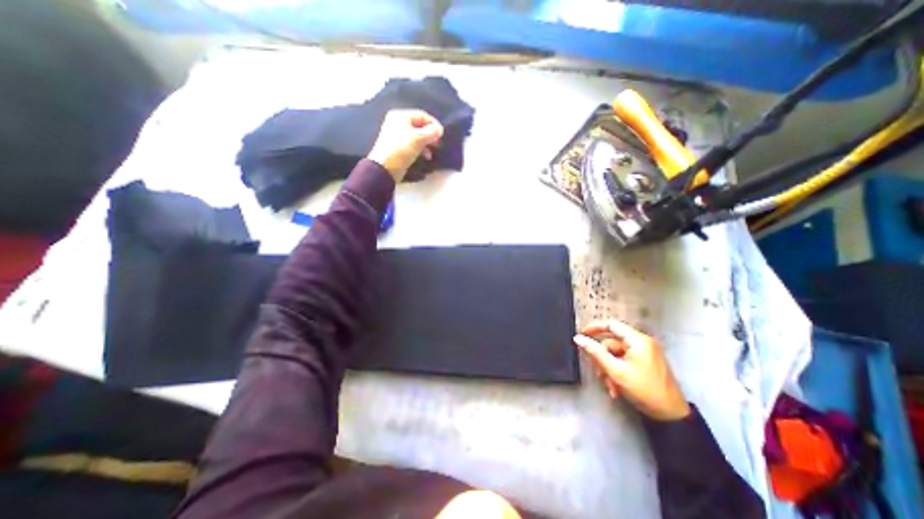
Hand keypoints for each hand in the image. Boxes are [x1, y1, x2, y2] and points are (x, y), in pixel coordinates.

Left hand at [367, 109, 440, 182]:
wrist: (385, 167)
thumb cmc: (402, 149)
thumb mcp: (419, 139)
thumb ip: (431, 132)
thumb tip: (439, 130)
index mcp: (401, 116)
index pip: (422, 115)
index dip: (433, 124)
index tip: (442, 135)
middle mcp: (397, 122)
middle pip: (419, 126)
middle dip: (430, 135)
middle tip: (438, 144)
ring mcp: (396, 135)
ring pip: (416, 136)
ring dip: (426, 144)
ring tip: (431, 153)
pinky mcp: (397, 147)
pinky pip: (412, 144)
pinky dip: (420, 149)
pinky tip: (425, 157)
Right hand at [575, 315, 688, 420]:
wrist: (672, 416)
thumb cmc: (644, 390)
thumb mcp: (615, 371)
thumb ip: (595, 352)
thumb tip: (578, 339)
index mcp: (638, 340)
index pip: (611, 325)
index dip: (594, 327)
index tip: (582, 334)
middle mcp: (643, 343)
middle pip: (612, 343)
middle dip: (604, 359)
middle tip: (600, 373)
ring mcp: (646, 353)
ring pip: (617, 355)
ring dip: (610, 369)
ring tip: (611, 386)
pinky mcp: (647, 363)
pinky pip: (625, 361)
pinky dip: (618, 372)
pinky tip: (617, 387)